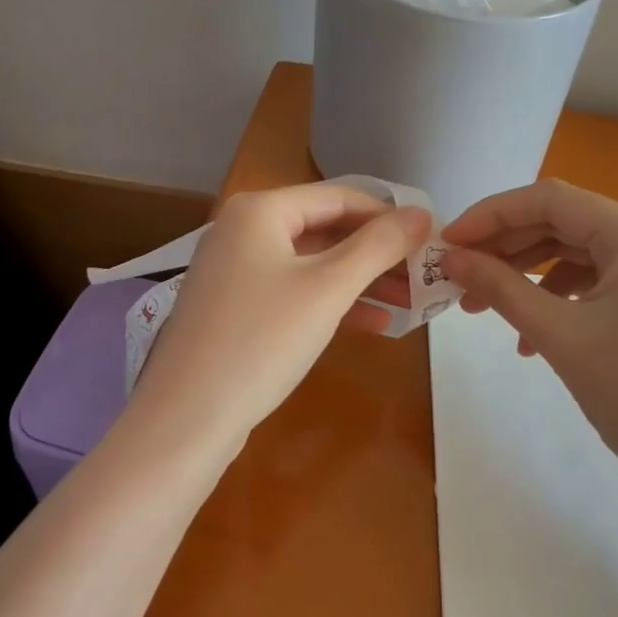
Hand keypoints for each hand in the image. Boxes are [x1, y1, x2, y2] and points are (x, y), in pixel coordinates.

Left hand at [127, 182, 430, 454]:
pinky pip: (294, 291)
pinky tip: (375, 323)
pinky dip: (332, 303)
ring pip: (313, 264)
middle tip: (425, 274)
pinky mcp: (236, 308)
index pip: (340, 197)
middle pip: (326, 229)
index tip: (431, 239)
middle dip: (378, 254)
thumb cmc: (261, 340)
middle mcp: (243, 230)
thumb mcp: (328, 288)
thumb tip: (424, 213)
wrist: (186, 419)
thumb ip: (379, 245)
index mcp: (260, 210)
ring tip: (411, 302)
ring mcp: (236, 270)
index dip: (389, 216)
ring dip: (361, 280)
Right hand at [441, 179, 617, 498]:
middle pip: (562, 222)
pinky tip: (529, 335)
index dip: (491, 215)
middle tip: (457, 274)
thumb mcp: (559, 336)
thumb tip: (450, 258)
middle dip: (505, 247)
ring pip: (575, 251)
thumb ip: (500, 287)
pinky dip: (556, 296)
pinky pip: (595, 279)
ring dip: (525, 273)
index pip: (549, 200)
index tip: (447, 242)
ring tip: (482, 306)